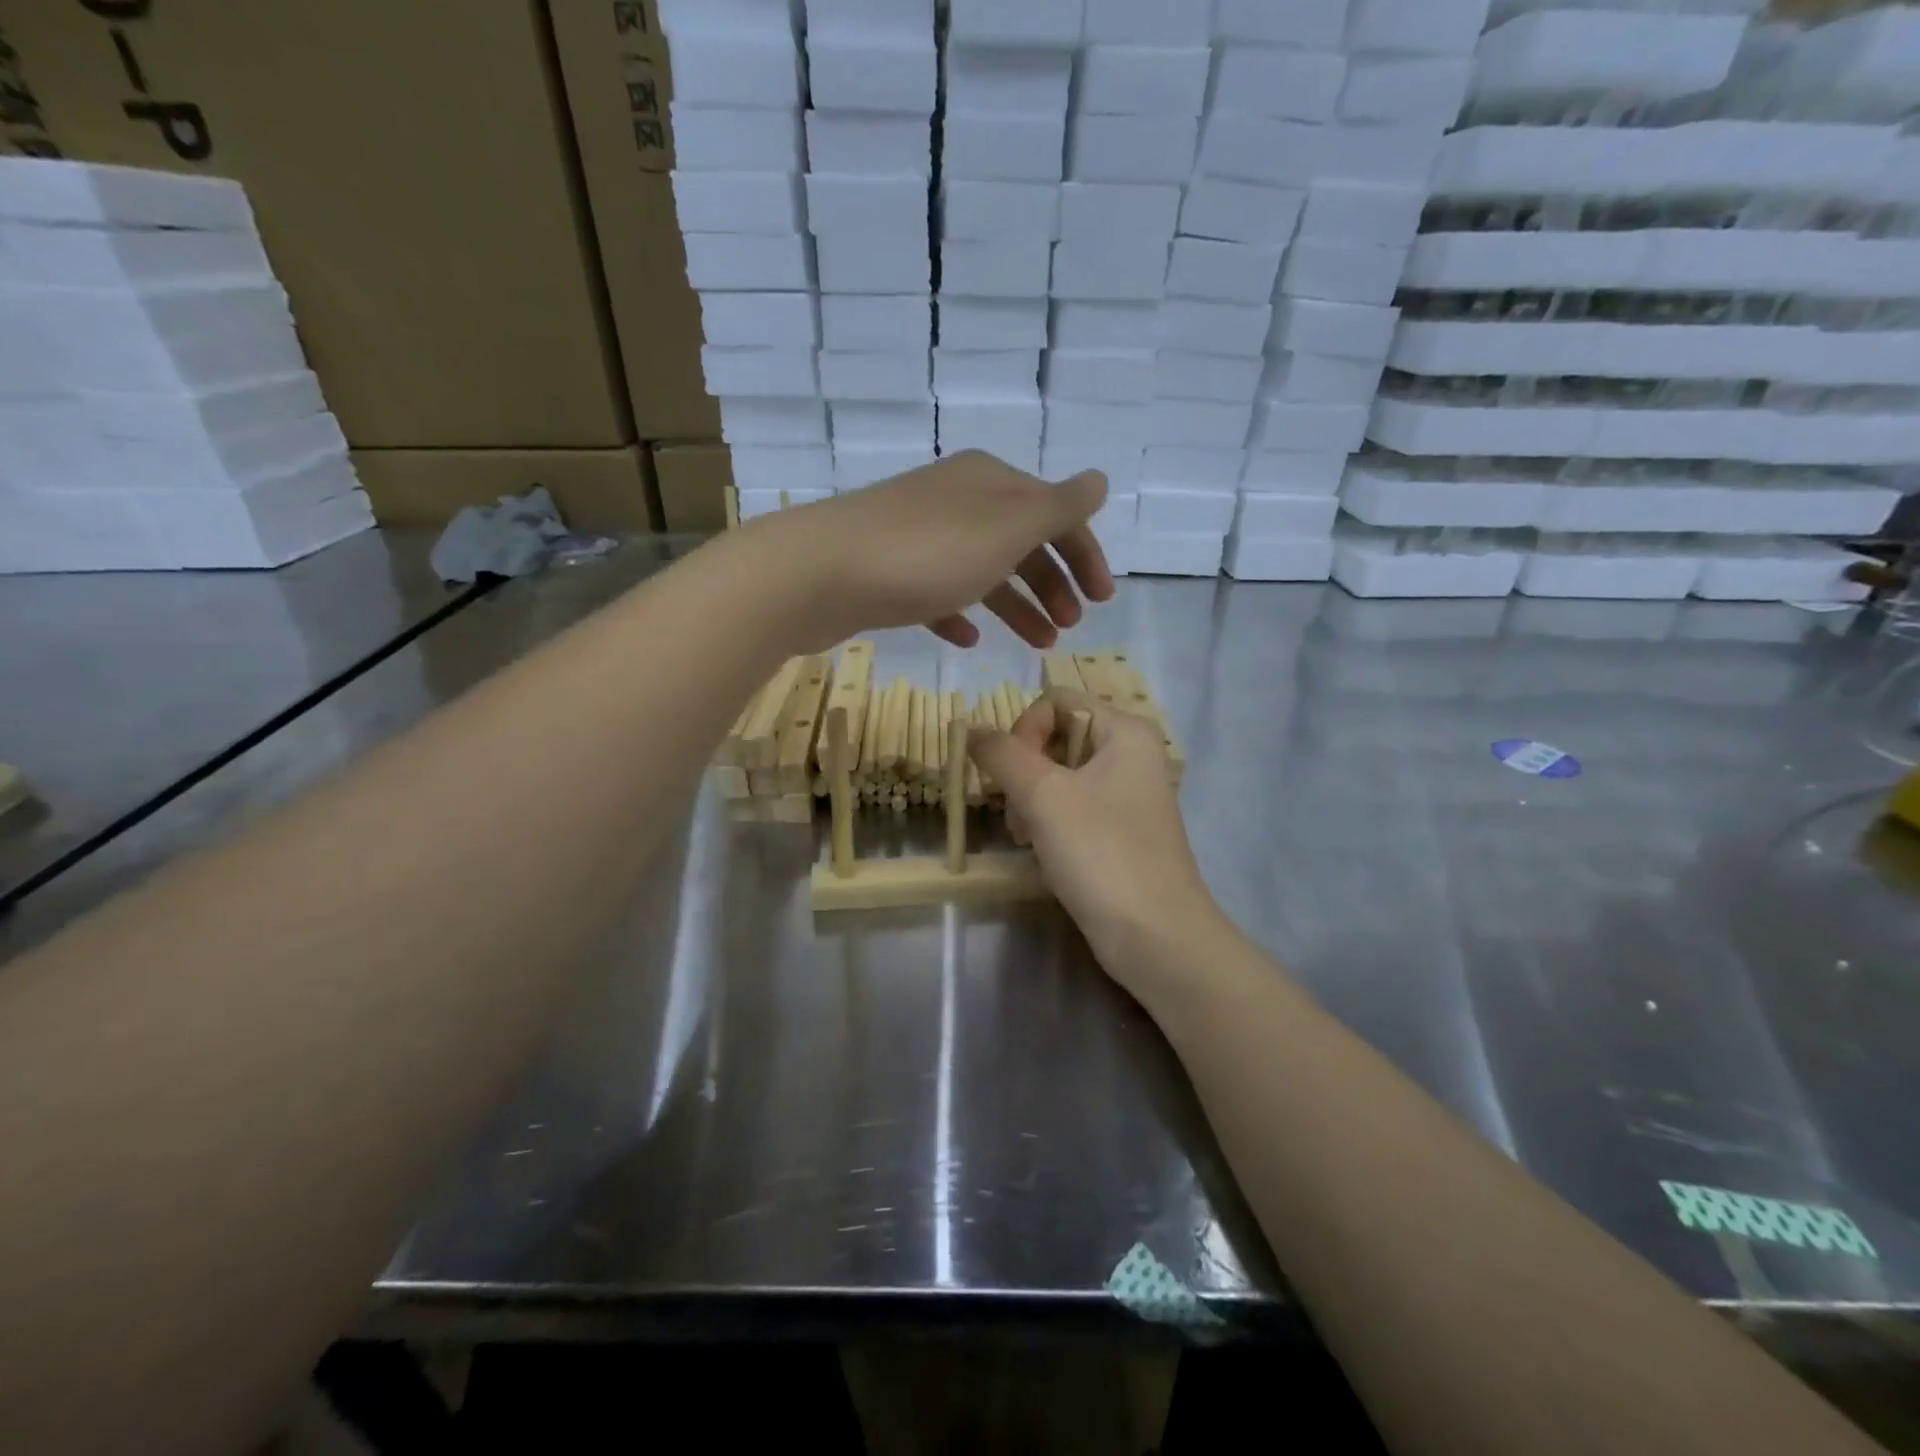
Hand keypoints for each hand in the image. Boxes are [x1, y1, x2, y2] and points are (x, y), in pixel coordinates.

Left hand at [741, 452, 1114, 651]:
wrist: (819, 573)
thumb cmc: (926, 552)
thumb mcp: (1006, 528)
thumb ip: (1057, 508)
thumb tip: (1099, 480)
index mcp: (990, 483)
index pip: (1055, 512)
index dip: (1084, 553)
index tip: (1102, 600)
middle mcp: (957, 501)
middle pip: (1021, 541)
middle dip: (1053, 583)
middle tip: (1071, 626)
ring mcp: (921, 537)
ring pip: (984, 571)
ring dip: (1017, 605)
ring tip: (1040, 643)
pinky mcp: (890, 573)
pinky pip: (939, 594)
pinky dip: (962, 615)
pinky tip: (970, 641)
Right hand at [971, 691, 1220, 1004]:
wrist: (1154, 936)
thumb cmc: (1101, 853)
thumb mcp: (1044, 796)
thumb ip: (1002, 754)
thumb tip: (971, 729)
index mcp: (1124, 730)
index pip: (1055, 702)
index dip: (1023, 731)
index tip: (1012, 776)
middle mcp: (1130, 754)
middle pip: (1055, 738)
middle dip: (1024, 773)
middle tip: (1018, 814)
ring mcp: (1127, 795)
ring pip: (1058, 777)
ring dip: (1031, 803)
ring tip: (1027, 839)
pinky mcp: (1119, 831)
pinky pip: (1072, 808)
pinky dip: (1049, 824)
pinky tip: (1043, 853)